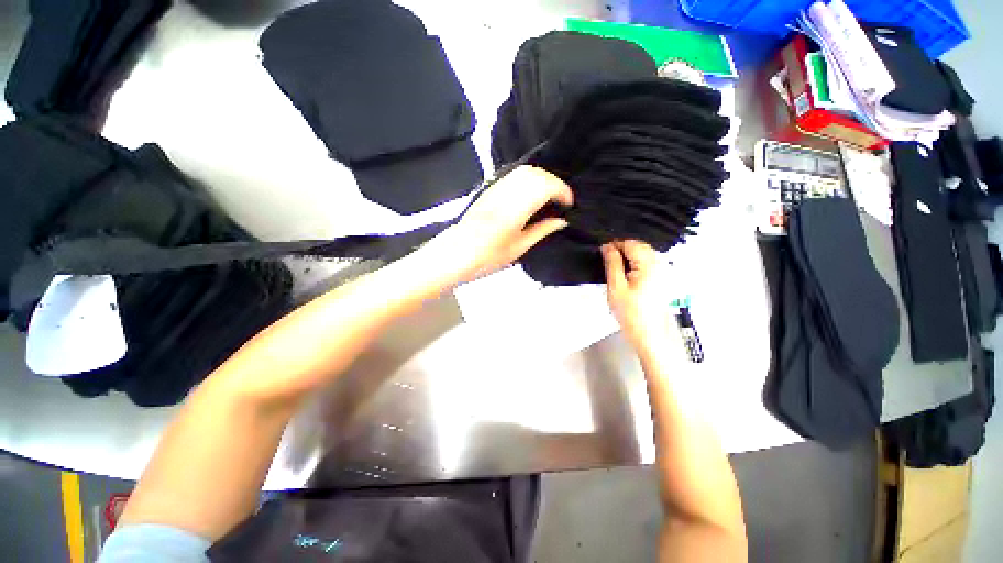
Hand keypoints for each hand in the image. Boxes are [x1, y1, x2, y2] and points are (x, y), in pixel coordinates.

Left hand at [433, 165, 573, 282]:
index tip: (569, 204)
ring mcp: (496, 188)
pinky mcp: (489, 189)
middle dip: (554, 182)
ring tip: (548, 197)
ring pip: (525, 171)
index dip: (562, 191)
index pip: (546, 185)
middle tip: (561, 201)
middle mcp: (506, 191)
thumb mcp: (518, 248)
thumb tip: (562, 221)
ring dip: (541, 179)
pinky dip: (528, 180)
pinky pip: (514, 175)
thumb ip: (541, 230)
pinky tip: (531, 195)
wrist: (455, 253)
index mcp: (516, 207)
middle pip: (536, 173)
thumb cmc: (488, 257)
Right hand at [602, 240, 673, 354]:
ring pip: (643, 253)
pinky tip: (627, 275)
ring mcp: (663, 271)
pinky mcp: (661, 278)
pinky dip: (635, 264)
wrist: (648, 334)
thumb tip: (607, 246)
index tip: (602, 253)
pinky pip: (647, 262)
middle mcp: (660, 264)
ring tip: (615, 269)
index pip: (631, 243)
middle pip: (639, 246)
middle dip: (622, 249)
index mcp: (649, 265)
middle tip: (607, 261)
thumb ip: (612, 263)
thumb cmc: (630, 313)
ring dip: (628, 257)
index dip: (615, 245)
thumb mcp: (616, 287)